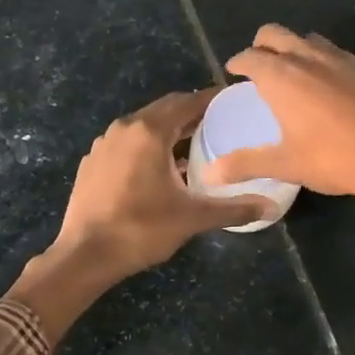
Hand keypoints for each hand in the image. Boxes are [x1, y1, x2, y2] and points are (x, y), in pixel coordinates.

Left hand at [53, 89, 273, 280]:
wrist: (84, 255)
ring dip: (168, 131)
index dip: (212, 99)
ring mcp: (103, 144)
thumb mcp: (192, 218)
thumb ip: (233, 208)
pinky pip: (126, 143)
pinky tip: (158, 169)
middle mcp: (124, 128)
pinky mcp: (92, 162)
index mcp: (149, 132)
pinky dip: (146, 147)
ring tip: (193, 145)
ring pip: (143, 127)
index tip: (233, 101)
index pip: (187, 102)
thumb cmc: (141, 229)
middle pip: (164, 110)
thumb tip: (270, 207)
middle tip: (219, 123)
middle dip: (191, 113)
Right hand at [201, 25, 354, 206]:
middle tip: (259, 66)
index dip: (238, 62)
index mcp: (281, 77)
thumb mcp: (286, 164)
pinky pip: (339, 55)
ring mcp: (342, 58)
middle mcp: (308, 57)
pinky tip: (334, 89)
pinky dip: (326, 63)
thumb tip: (210, 174)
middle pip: (275, 34)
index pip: (250, 56)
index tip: (235, 72)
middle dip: (262, 45)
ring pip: (309, 40)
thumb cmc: (336, 159)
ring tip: (295, 74)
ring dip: (295, 50)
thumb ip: (246, 164)